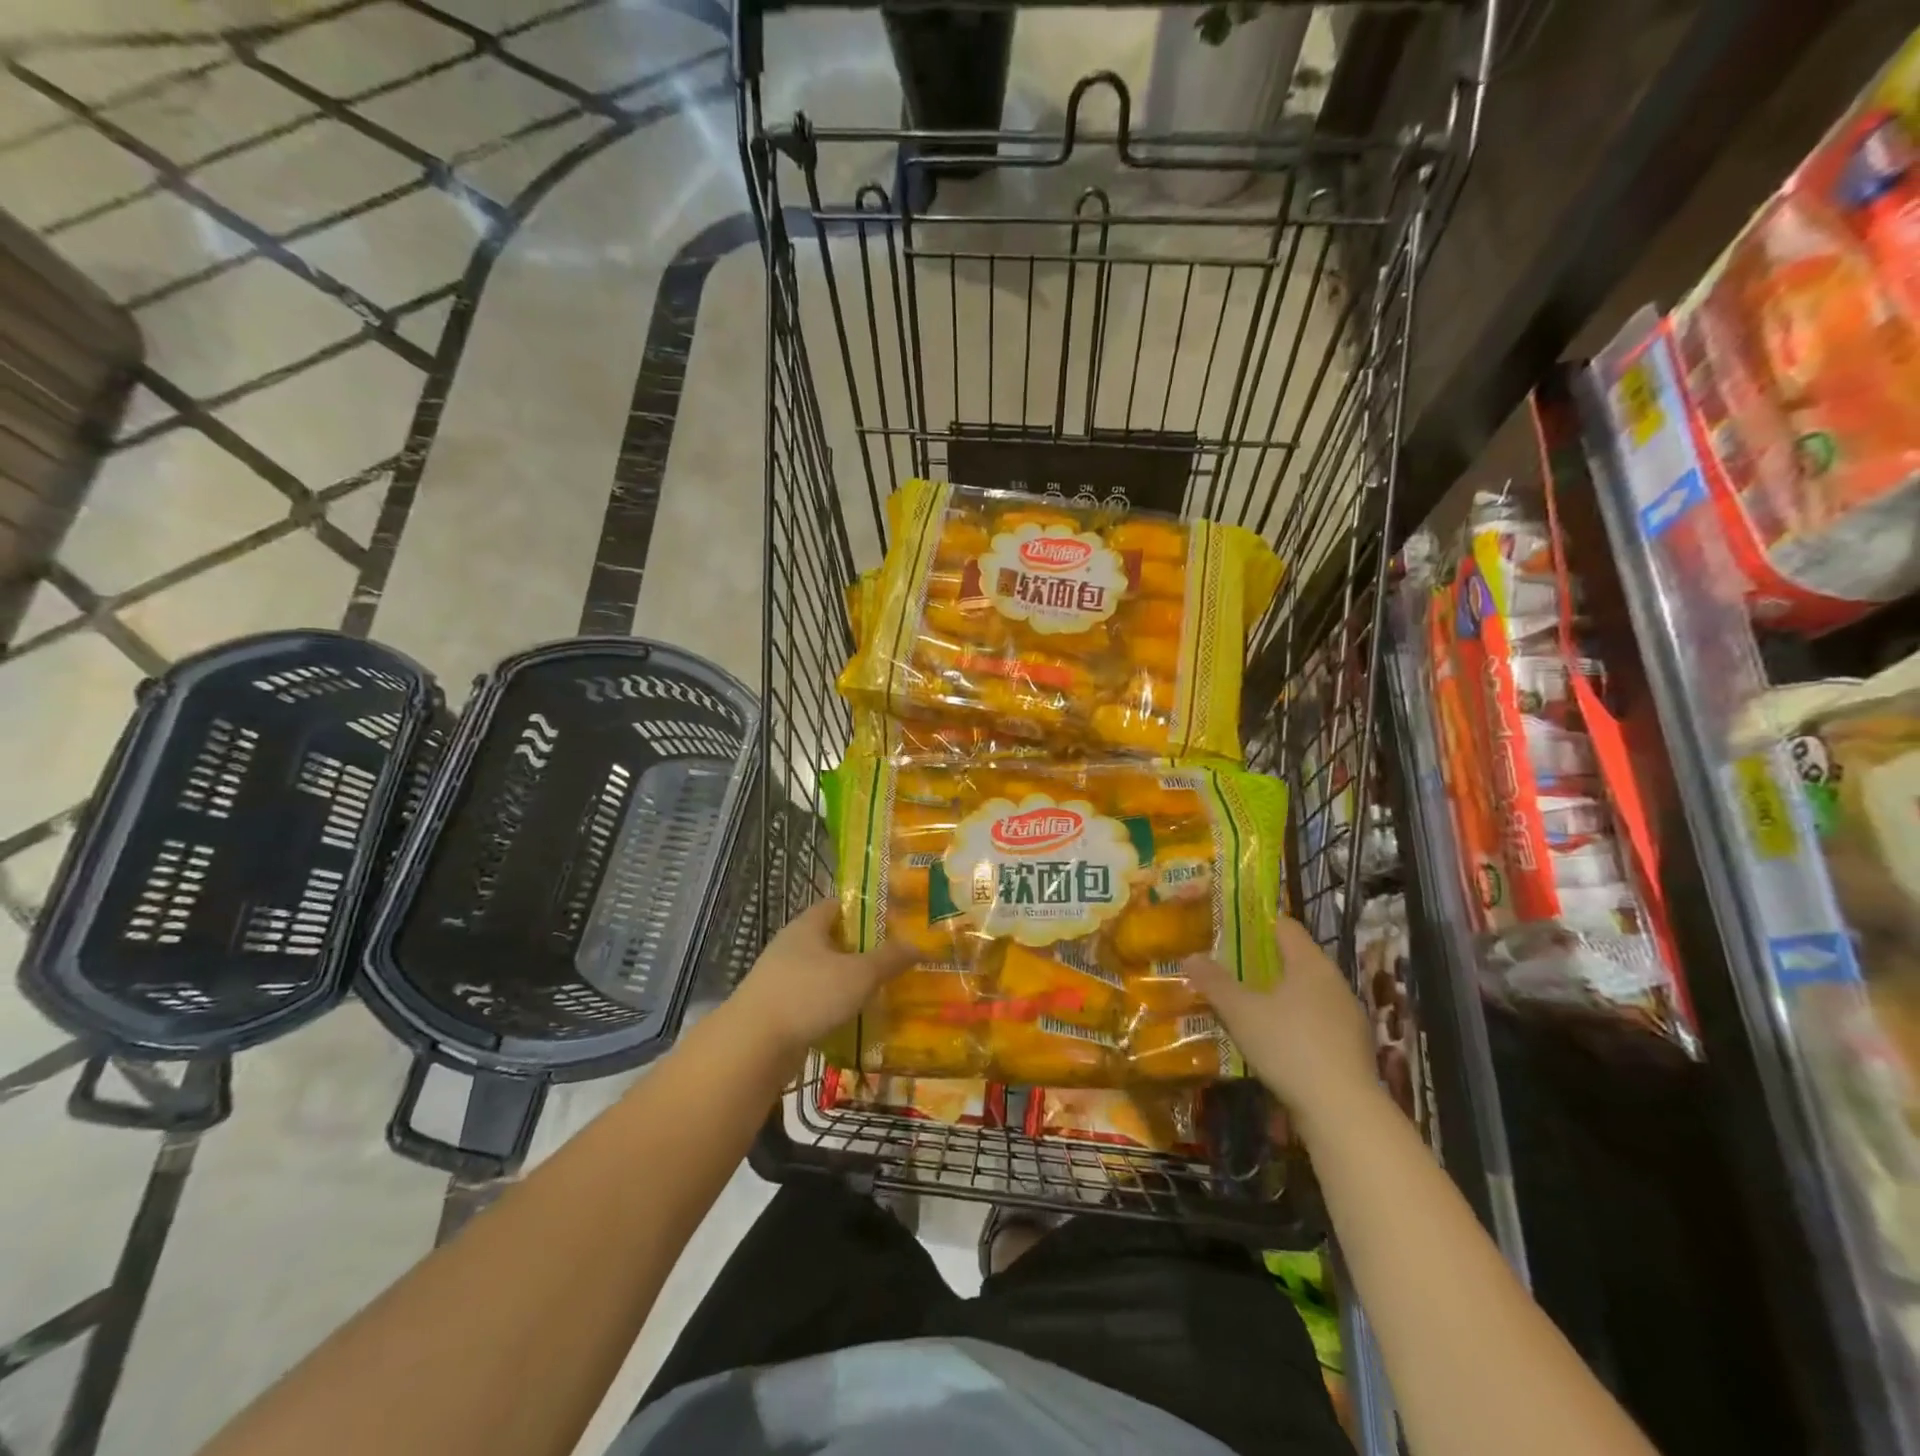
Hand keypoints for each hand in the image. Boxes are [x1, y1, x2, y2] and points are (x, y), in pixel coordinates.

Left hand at [730, 900, 917, 1059]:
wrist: (753, 1046)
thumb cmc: (808, 995)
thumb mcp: (859, 974)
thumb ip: (889, 959)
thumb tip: (919, 944)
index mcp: (808, 925)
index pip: (838, 905)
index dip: (865, 910)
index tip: (894, 922)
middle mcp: (792, 946)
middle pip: (833, 940)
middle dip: (862, 949)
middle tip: (895, 959)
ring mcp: (781, 979)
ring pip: (824, 973)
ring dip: (848, 982)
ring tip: (882, 991)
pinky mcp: (779, 1010)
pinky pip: (814, 1001)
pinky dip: (834, 1008)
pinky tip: (856, 1020)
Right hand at [1185, 916, 1379, 1142]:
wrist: (1343, 1112)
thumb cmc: (1289, 1046)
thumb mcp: (1241, 1013)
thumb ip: (1214, 982)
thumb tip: (1190, 956)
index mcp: (1311, 963)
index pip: (1286, 926)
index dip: (1258, 923)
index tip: (1231, 928)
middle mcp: (1335, 982)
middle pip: (1297, 959)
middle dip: (1266, 960)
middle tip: (1231, 966)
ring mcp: (1348, 1016)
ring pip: (1308, 992)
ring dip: (1281, 994)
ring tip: (1249, 1003)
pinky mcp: (1352, 1048)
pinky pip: (1317, 1021)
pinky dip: (1296, 1022)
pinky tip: (1275, 1039)